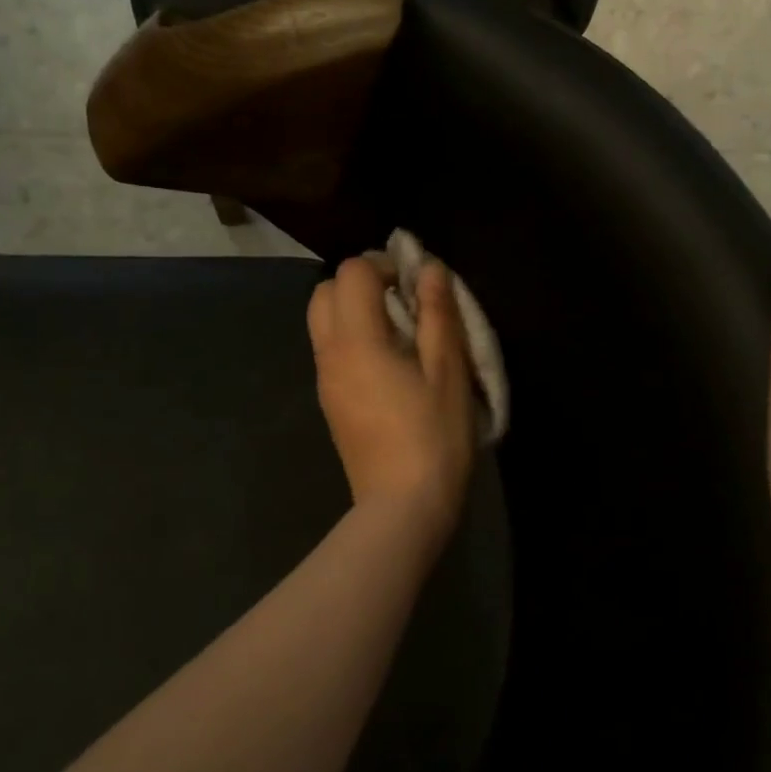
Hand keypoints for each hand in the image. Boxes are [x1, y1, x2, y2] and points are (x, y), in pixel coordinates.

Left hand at [308, 254, 476, 530]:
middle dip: (360, 283)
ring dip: (354, 312)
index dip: (384, 265)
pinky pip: (330, 351)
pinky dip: (352, 339)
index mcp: (357, 340)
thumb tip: (429, 269)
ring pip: (322, 323)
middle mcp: (329, 354)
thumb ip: (437, 314)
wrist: (403, 506)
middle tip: (403, 303)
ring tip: (399, 334)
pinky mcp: (330, 403)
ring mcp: (325, 381)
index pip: (351, 273)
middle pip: (324, 292)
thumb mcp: (448, 371)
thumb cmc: (434, 436)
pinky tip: (389, 366)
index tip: (416, 286)